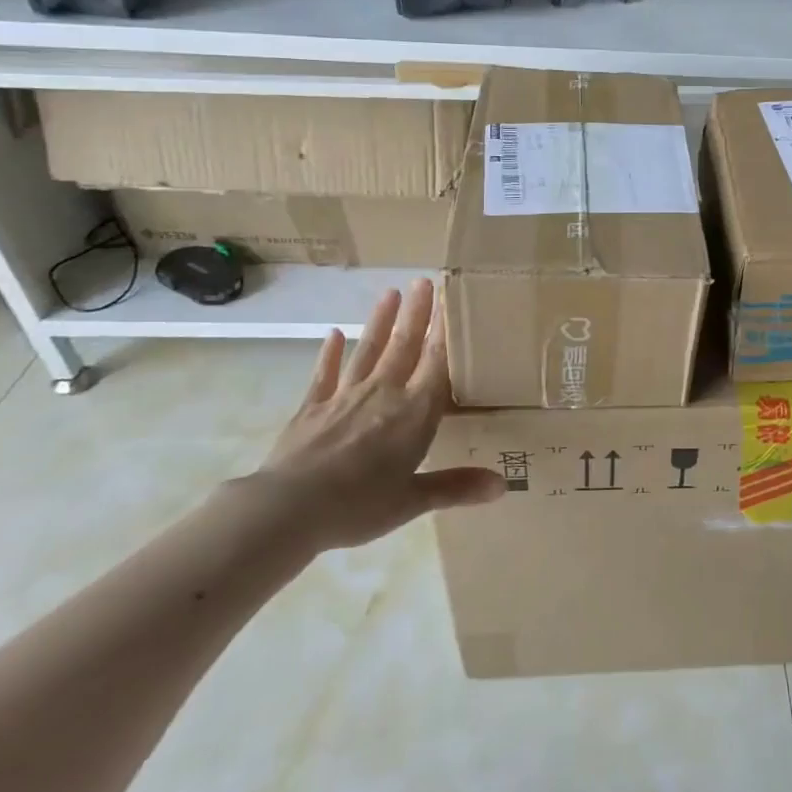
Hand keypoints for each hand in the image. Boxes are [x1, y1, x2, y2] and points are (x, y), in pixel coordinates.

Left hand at [248, 280, 503, 551]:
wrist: (287, 510)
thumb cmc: (359, 505)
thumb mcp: (413, 500)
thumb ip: (457, 486)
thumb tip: (503, 486)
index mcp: (414, 413)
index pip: (436, 362)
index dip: (445, 331)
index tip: (450, 300)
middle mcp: (384, 393)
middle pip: (404, 346)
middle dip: (416, 314)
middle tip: (424, 281)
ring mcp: (345, 397)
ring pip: (369, 351)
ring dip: (381, 322)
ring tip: (390, 292)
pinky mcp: (312, 408)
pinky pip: (325, 374)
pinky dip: (330, 354)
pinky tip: (333, 334)